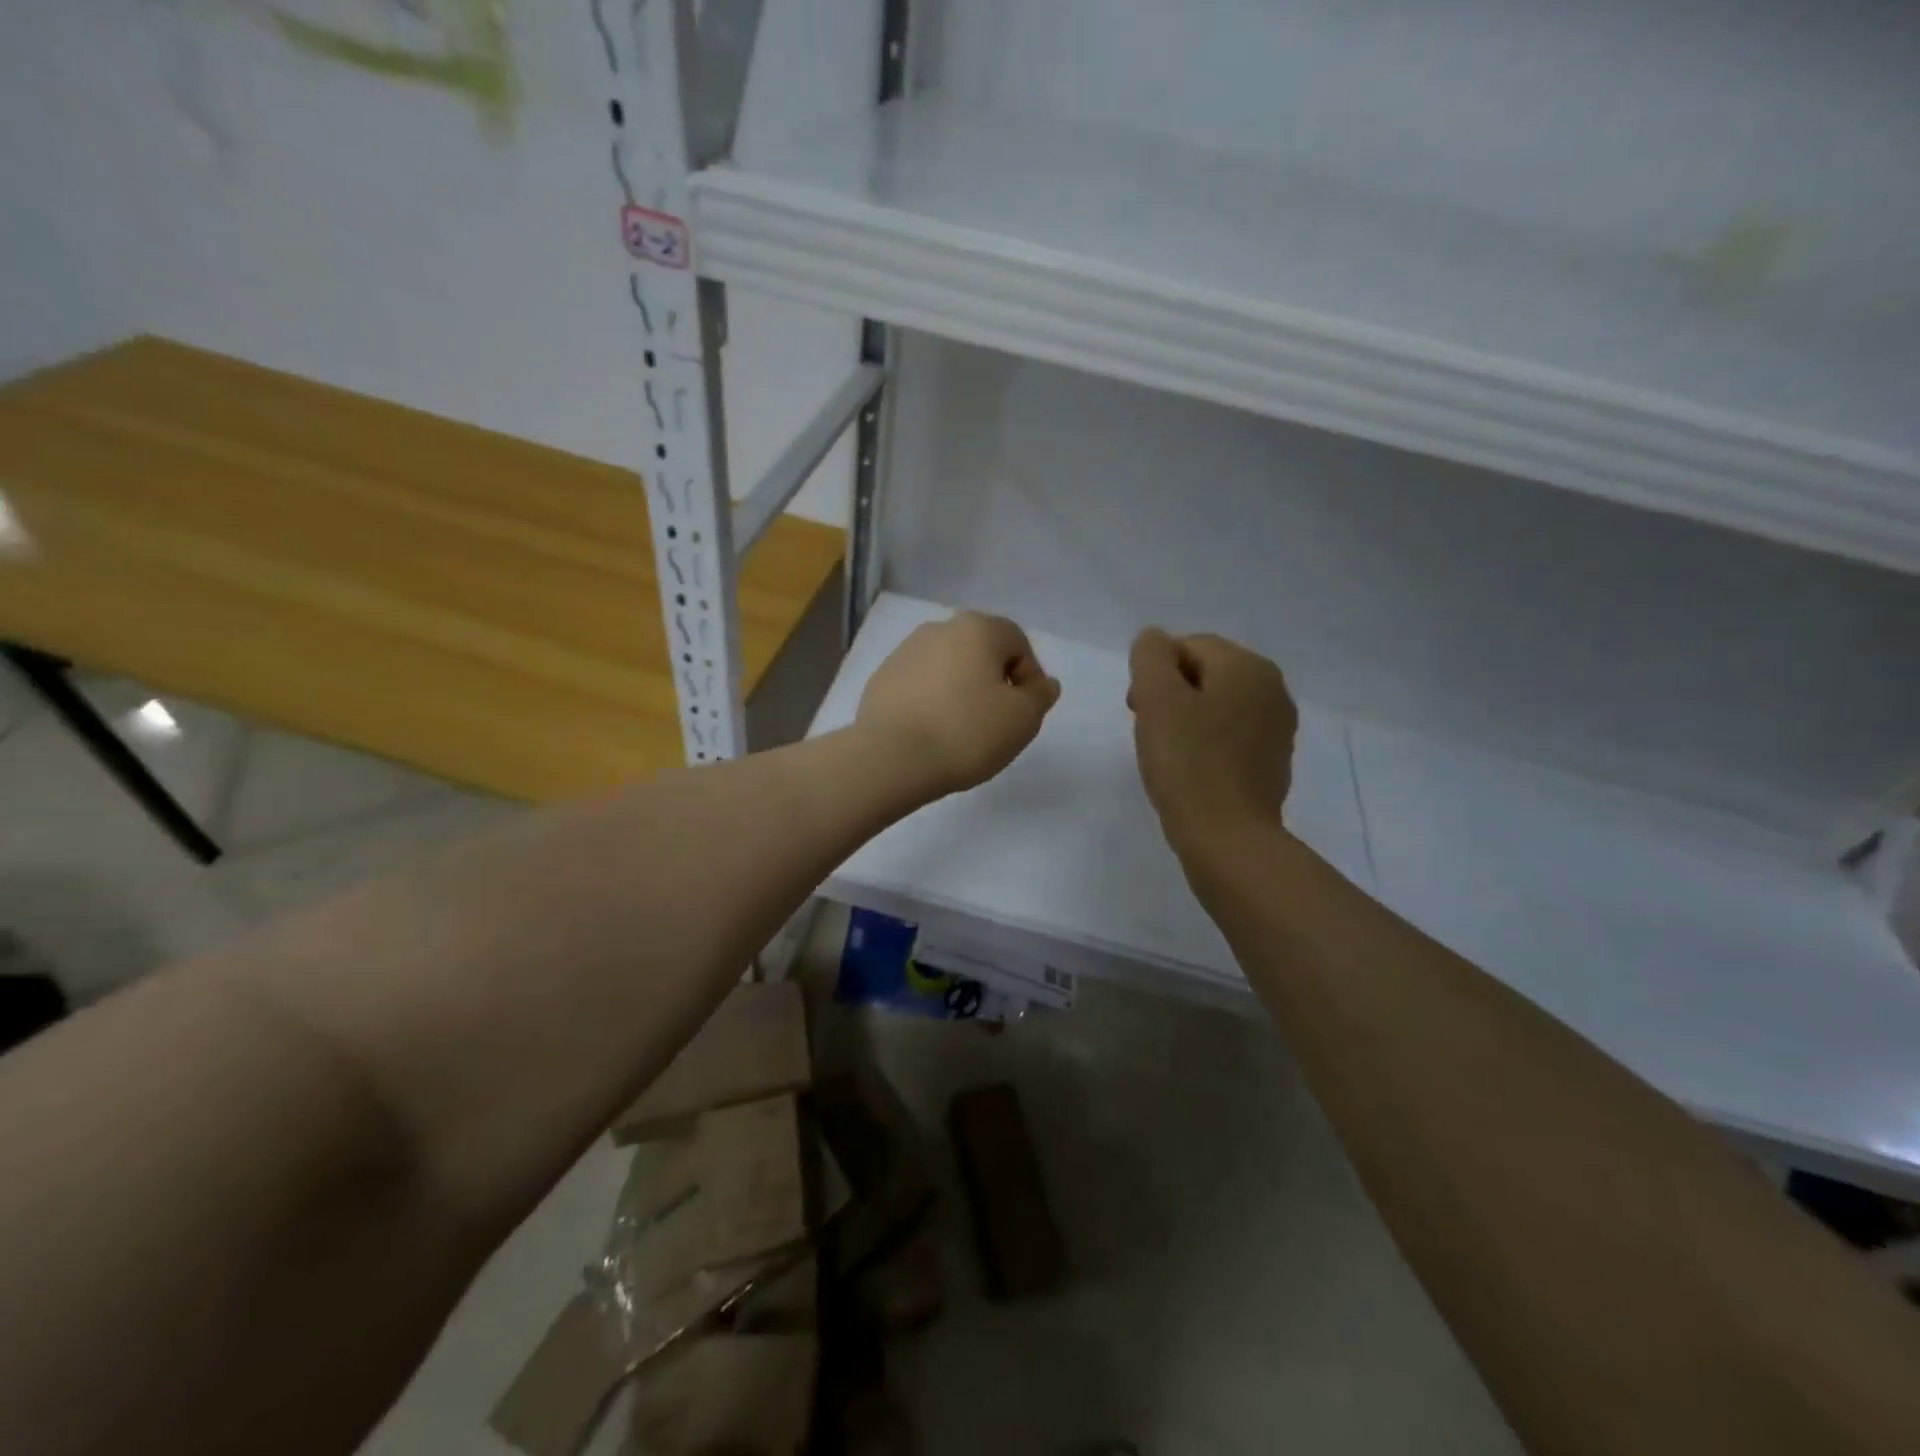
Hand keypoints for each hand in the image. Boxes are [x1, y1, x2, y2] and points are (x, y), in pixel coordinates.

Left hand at [856, 611, 1060, 797]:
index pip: (1017, 642)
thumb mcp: (1022, 719)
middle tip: (996, 722)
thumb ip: (1040, 696)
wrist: (891, 758)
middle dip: (993, 682)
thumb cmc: (967, 732)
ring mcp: (904, 652)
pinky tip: (931, 732)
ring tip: (961, 730)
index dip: (1028, 677)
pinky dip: (931, 702)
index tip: (1024, 713)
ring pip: (947, 667)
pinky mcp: (881, 679)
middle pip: (980, 651)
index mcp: (977, 628)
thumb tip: (1043, 684)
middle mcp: (938, 629)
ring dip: (960, 690)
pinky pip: (919, 685)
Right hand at [1128, 628, 1296, 856]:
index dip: (1153, 672)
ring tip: (1167, 752)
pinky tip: (1192, 769)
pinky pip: (1231, 734)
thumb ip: (1150, 655)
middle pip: (1206, 673)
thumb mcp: (1157, 698)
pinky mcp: (1274, 760)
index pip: (1187, 646)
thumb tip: (1154, 640)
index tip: (1136, 709)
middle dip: (1170, 693)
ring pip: (1218, 704)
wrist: (1228, 837)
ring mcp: (1278, 726)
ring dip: (1186, 718)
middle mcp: (1272, 688)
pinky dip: (1207, 742)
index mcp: (1248, 666)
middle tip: (1146, 729)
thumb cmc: (1187, 763)